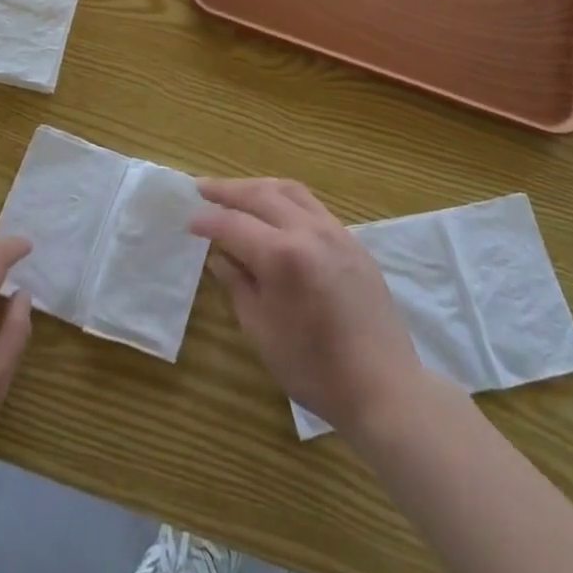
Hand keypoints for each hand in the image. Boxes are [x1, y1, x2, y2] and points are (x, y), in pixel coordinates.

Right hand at [191, 178, 424, 436]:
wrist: (383, 386)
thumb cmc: (314, 369)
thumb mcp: (261, 331)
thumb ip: (237, 285)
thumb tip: (218, 258)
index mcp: (281, 256)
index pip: (233, 224)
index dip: (208, 221)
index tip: (189, 222)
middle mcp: (308, 231)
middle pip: (260, 195)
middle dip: (228, 190)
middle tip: (202, 188)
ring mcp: (334, 231)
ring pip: (289, 190)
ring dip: (257, 186)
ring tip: (236, 190)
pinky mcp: (352, 240)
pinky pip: (312, 204)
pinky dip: (285, 197)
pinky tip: (275, 209)